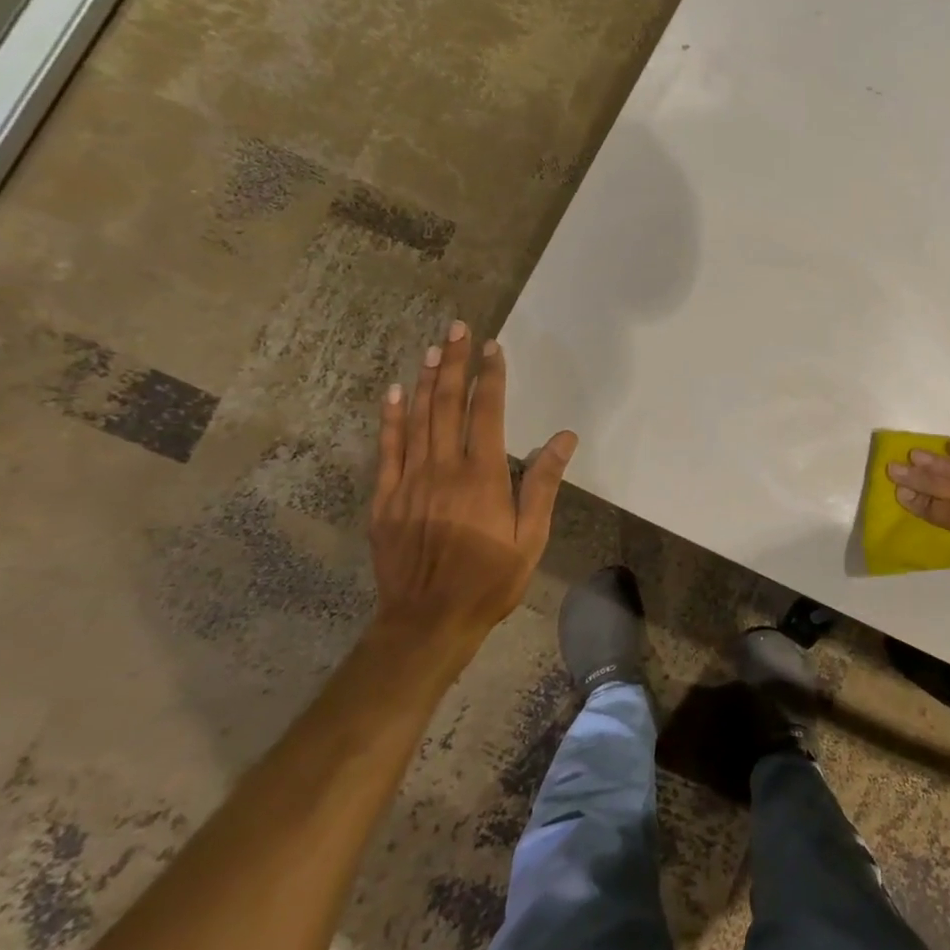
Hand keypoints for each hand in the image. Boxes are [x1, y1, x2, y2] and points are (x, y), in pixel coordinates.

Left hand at [368, 323, 576, 681]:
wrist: (428, 620)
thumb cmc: (490, 580)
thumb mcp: (530, 537)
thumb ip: (542, 483)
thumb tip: (563, 437)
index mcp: (483, 476)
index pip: (486, 413)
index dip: (490, 377)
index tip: (492, 347)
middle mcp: (444, 469)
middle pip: (448, 406)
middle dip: (454, 364)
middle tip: (455, 329)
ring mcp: (409, 481)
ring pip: (417, 419)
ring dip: (426, 381)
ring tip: (432, 349)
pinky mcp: (385, 499)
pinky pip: (387, 449)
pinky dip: (391, 418)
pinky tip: (395, 393)